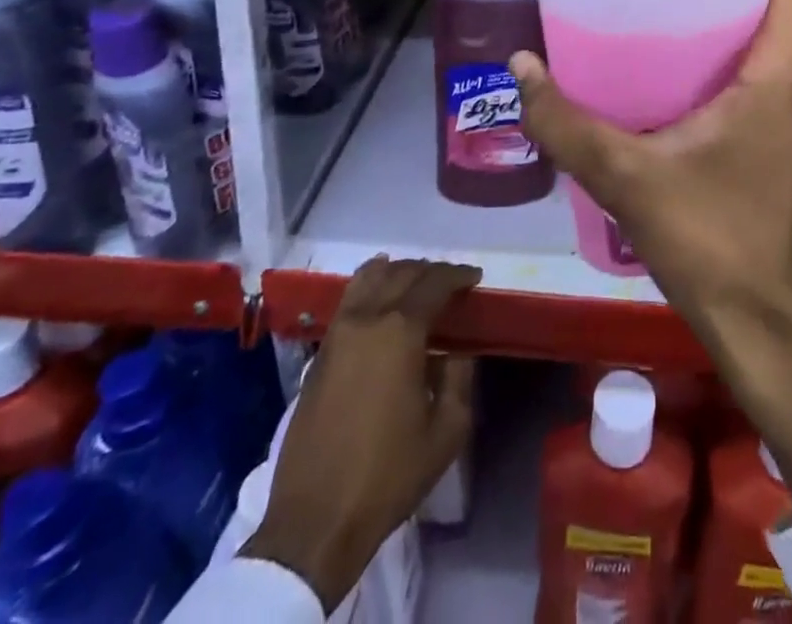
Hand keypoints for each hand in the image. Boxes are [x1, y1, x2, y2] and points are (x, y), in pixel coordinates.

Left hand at [244, 257, 479, 608]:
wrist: (316, 520)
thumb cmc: (389, 474)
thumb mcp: (447, 431)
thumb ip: (460, 378)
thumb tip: (457, 351)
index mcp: (400, 331)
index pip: (434, 283)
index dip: (458, 275)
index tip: (474, 278)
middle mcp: (366, 319)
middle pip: (401, 273)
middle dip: (430, 271)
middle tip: (451, 283)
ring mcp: (337, 334)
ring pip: (368, 277)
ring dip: (397, 272)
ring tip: (415, 284)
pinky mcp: (319, 354)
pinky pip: (349, 300)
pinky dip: (370, 287)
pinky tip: (380, 300)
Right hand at [511, 0, 791, 515]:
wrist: (766, 325)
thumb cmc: (711, 243)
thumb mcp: (627, 178)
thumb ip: (566, 122)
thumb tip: (520, 67)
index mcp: (783, 71)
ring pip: (781, 29)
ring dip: (735, 7)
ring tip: (669, 6)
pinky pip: (773, 63)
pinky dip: (738, 45)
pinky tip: (682, 68)